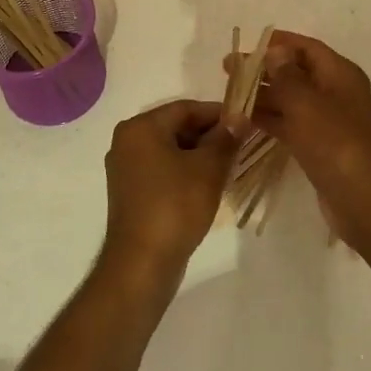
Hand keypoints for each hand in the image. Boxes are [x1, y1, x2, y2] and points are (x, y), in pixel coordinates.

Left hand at [103, 100, 237, 277]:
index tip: (245, 123)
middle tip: (240, 146)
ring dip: (199, 155)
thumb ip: (225, 138)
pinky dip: (184, 171)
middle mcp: (127, 141)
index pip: (186, 108)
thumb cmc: (175, 206)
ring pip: (170, 150)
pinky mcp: (130, 192)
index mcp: (140, 128)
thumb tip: (239, 117)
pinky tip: (207, 185)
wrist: (142, 263)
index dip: (218, 114)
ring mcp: (125, 168)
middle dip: (209, 135)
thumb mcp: (208, 168)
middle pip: (176, 127)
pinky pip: (162, 170)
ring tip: (228, 166)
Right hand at [228, 32, 370, 247]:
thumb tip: (275, 50)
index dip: (278, 43)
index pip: (307, 48)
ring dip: (261, 97)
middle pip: (295, 73)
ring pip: (289, 101)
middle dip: (262, 70)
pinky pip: (289, 124)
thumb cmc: (336, 142)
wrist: (363, 199)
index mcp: (340, 75)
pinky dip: (268, 120)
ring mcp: (327, 121)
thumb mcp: (306, 103)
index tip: (247, 45)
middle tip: (228, 70)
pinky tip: (242, 120)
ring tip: (228, 95)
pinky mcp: (318, 146)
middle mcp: (335, 93)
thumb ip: (286, 76)